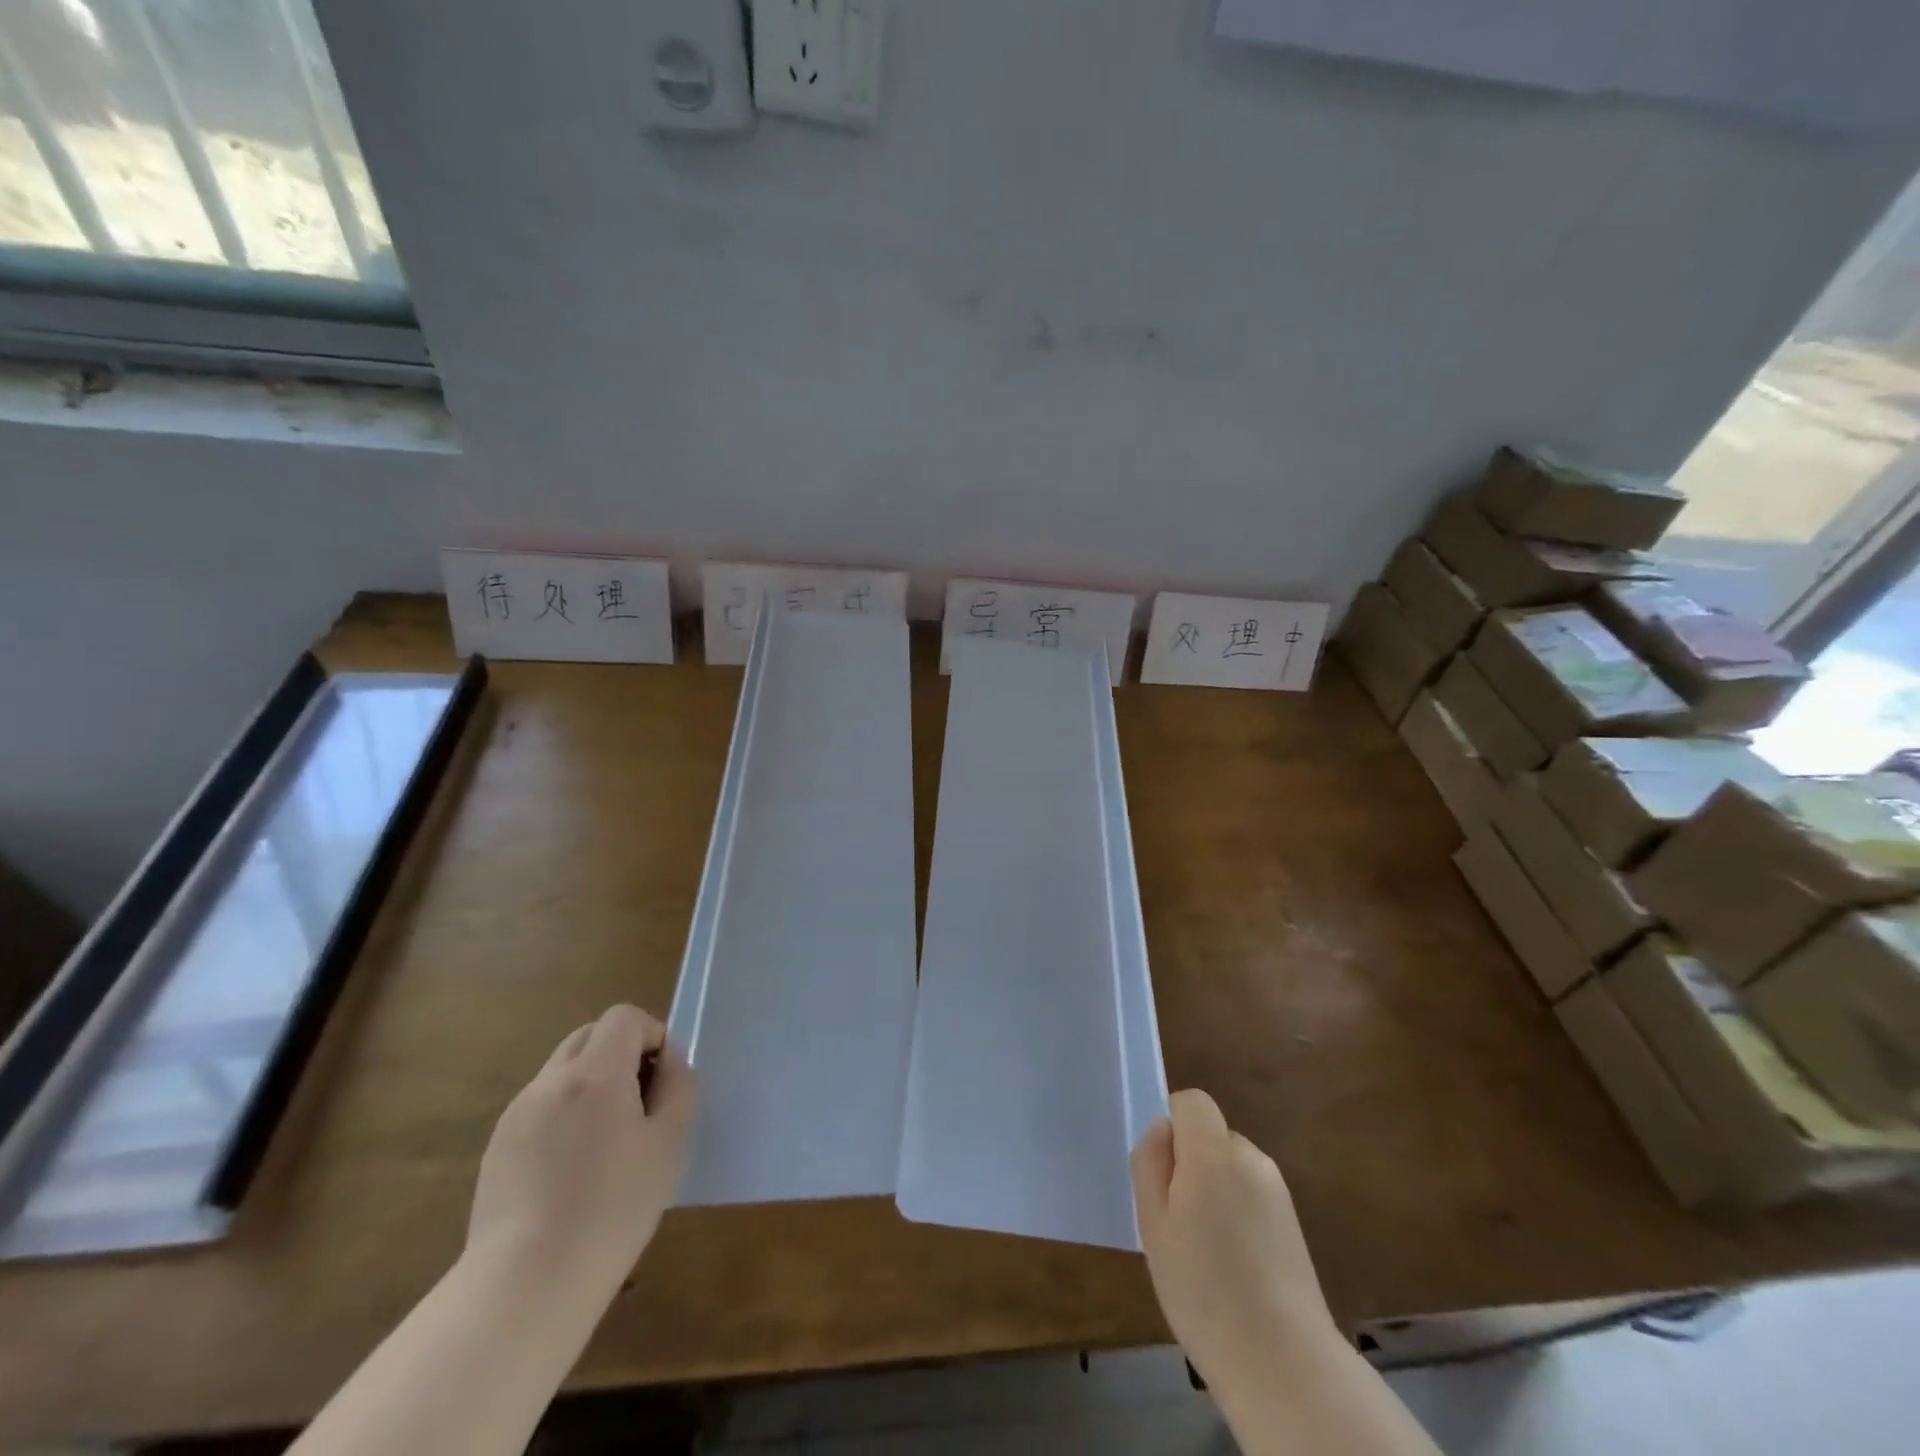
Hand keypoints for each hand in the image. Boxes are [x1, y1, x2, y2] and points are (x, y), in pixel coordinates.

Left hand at [465, 1004, 695, 1304]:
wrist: (526, 1285)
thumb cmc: (612, 1209)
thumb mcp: (670, 1143)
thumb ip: (678, 1086)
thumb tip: (668, 1061)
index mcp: (594, 1073)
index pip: (623, 1017)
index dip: (651, 1035)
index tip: (661, 1079)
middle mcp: (549, 1081)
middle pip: (589, 1036)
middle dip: (620, 1054)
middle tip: (639, 1104)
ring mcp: (517, 1114)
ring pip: (563, 1071)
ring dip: (592, 1084)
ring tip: (606, 1143)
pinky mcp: (498, 1147)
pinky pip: (541, 1107)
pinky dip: (565, 1115)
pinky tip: (572, 1171)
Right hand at [1131, 1089, 1337, 1395]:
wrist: (1283, 1362)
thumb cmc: (1203, 1289)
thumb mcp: (1153, 1223)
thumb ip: (1151, 1162)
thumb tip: (1162, 1130)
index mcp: (1214, 1152)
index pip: (1191, 1101)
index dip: (1172, 1126)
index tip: (1163, 1174)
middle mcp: (1251, 1158)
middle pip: (1210, 1136)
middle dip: (1191, 1163)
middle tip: (1177, 1221)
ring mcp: (1277, 1190)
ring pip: (1230, 1167)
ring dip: (1214, 1190)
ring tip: (1205, 1250)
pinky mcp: (1293, 1222)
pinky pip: (1251, 1194)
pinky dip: (1237, 1214)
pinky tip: (1233, 1265)